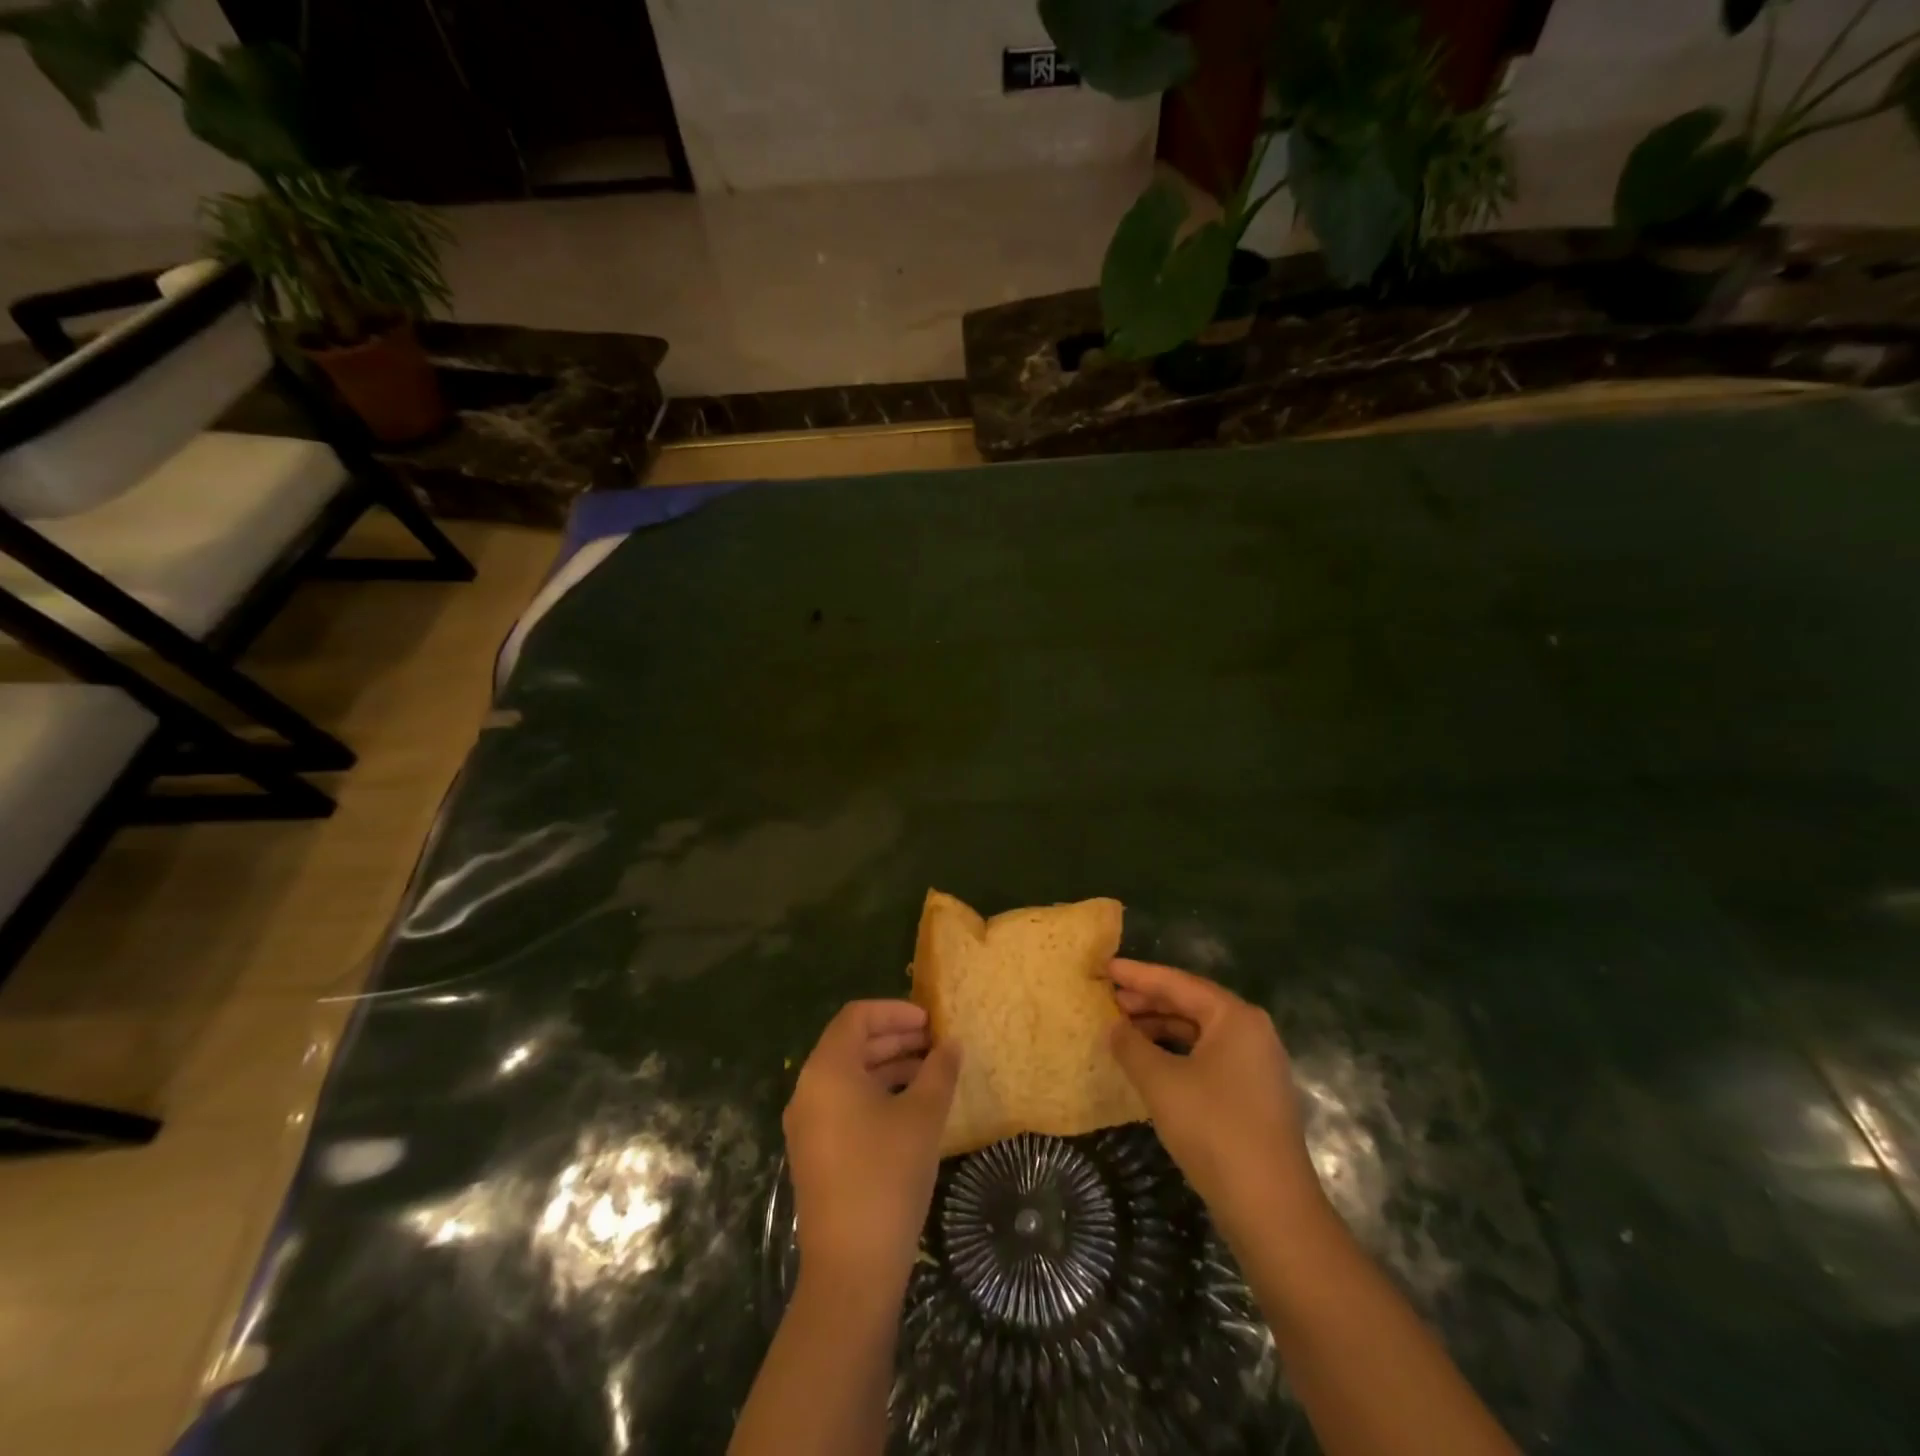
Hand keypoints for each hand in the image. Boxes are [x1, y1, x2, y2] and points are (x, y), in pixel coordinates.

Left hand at [784, 1000, 960, 1294]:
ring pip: (849, 1076)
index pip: (857, 1016)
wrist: (851, 1269)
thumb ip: (940, 1071)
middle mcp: (808, 1089)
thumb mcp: (923, 1116)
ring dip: (889, 1067)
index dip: (895, 1011)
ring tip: (931, 1074)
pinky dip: (876, 1094)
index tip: (930, 1021)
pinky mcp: (815, 1152)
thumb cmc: (887, 1176)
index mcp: (827, 1070)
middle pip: (851, 1044)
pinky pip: (844, 1104)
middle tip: (936, 1044)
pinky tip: (911, 1109)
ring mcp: (808, 1124)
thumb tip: (952, 1043)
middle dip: (895, 1038)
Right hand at [1108, 959, 1326, 1242]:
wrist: (1270, 1208)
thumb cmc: (1214, 1130)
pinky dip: (1177, 1052)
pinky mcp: (1254, 1094)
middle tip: (1109, 998)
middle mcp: (1251, 1031)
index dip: (1138, 975)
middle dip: (1148, 1001)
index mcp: (1235, 1017)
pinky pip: (1208, 1056)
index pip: (1178, 983)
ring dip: (1160, 1028)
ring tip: (1122, 1030)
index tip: (1105, 967)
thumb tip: (1113, 1027)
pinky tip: (1150, 1062)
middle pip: (1191, 1004)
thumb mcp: (1161, 1082)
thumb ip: (1131, 1046)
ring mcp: (1256, 1064)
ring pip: (1199, 1032)